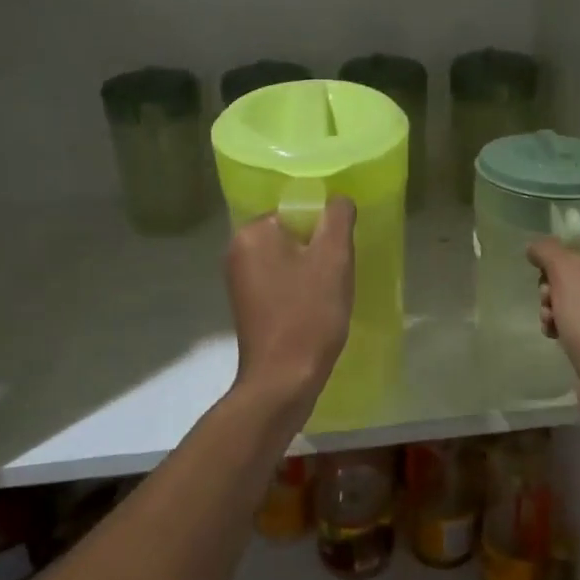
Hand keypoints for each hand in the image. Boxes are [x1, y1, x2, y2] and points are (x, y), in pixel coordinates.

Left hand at [226, 197, 355, 414]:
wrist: (283, 380)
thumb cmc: (308, 315)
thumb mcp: (333, 259)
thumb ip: (337, 219)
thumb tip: (338, 199)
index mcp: (252, 233)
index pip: (296, 210)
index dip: (325, 228)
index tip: (341, 253)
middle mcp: (237, 251)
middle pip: (292, 234)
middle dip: (319, 250)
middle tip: (339, 274)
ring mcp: (239, 281)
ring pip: (288, 260)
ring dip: (312, 271)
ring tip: (330, 294)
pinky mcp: (248, 305)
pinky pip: (280, 282)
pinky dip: (300, 290)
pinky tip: (316, 309)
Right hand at [526, 237, 579, 409]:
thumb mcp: (567, 271)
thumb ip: (547, 250)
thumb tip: (535, 246)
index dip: (562, 253)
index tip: (544, 268)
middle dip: (554, 286)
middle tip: (547, 298)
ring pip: (577, 300)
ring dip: (555, 307)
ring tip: (549, 321)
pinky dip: (565, 327)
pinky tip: (554, 336)